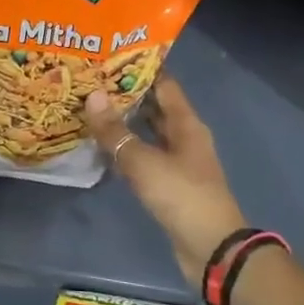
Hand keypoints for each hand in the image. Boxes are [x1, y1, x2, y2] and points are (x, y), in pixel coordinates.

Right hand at [84, 77, 244, 289]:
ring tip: (93, 109)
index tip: (112, 56)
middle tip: (93, 81)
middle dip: (129, 95)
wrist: (211, 248)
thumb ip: (116, 132)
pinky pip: (146, 157)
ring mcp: (179, 162)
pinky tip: (104, 148)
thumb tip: (92, 96)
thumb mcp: (144, 162)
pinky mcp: (170, 185)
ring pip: (149, 133)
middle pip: (156, 108)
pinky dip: (127, 149)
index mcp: (187, 124)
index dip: (142, 69)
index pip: (165, 85)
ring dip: (126, 123)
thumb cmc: (182, 196)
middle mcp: (185, 138)